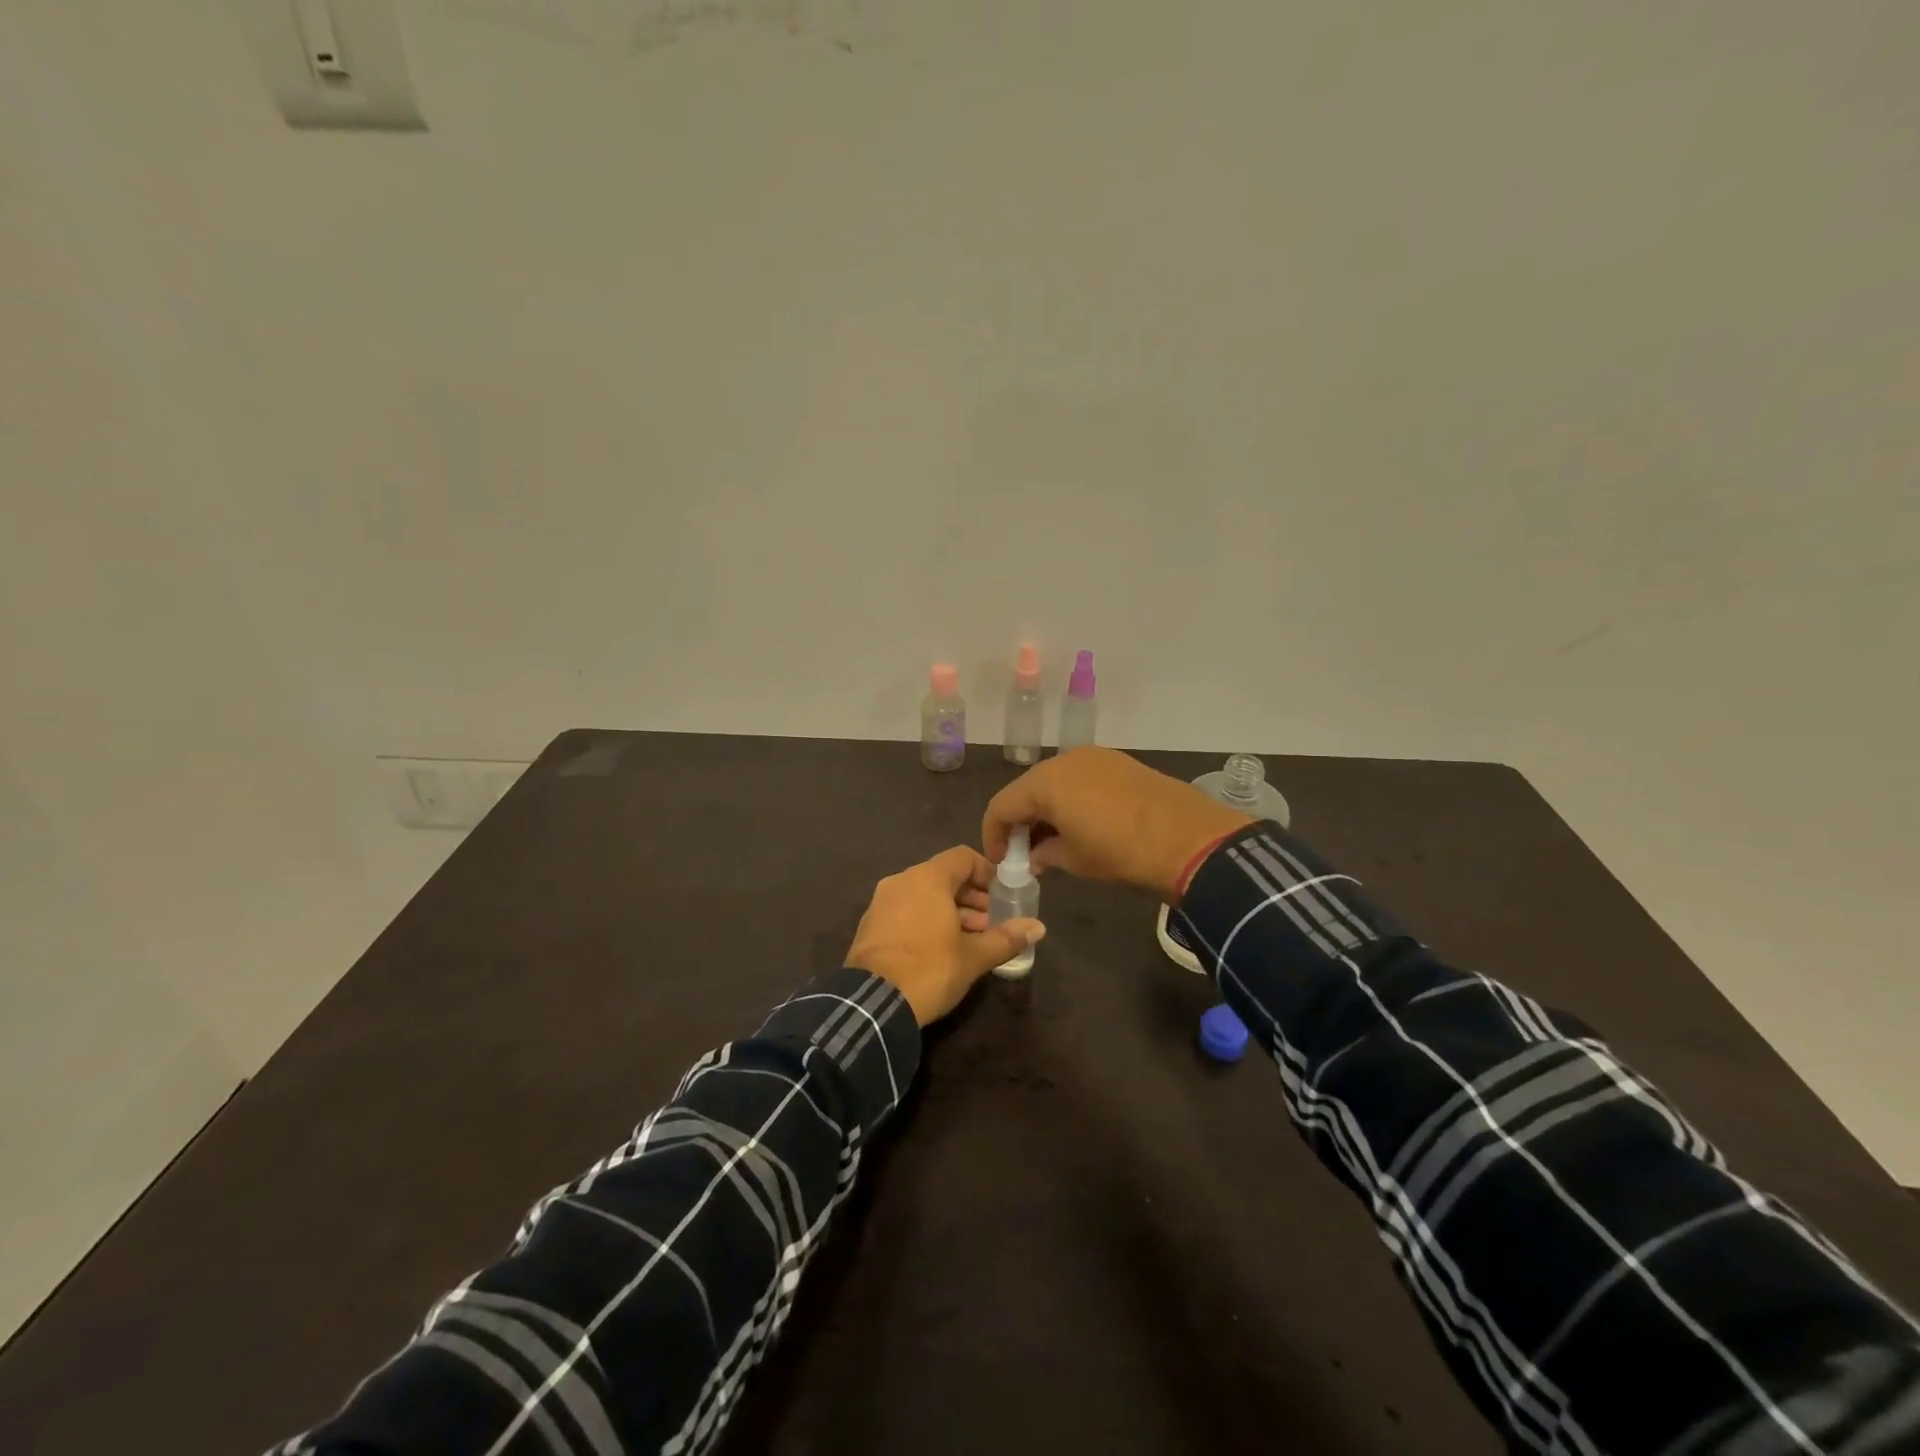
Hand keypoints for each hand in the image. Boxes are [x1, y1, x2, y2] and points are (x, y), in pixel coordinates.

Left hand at [844, 846, 1046, 1025]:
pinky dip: (927, 920)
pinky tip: (941, 949)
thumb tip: (1038, 927)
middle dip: (972, 897)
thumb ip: (1006, 938)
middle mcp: (902, 881)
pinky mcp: (870, 925)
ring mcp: (881, 902)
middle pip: (944, 876)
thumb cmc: (930, 970)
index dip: (987, 873)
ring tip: (971, 940)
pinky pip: (906, 910)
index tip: (1003, 895)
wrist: (872, 1004)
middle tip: (992, 923)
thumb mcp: (973, 957)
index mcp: (927, 878)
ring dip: (951, 910)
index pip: (963, 857)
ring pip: (924, 895)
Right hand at [982, 747, 1251, 902]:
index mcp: (1045, 782)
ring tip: (1053, 842)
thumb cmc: (1121, 852)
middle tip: (1024, 854)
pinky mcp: (1118, 762)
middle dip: (1021, 822)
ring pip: (1055, 782)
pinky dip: (1071, 800)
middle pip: (1027, 790)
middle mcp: (1064, 760)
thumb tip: (1035, 855)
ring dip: (1046, 810)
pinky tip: (1082, 825)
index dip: (994, 836)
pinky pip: (1080, 779)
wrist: (1189, 839)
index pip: (1002, 806)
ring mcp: (1095, 757)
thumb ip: (1045, 854)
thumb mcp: (1075, 860)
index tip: (1001, 862)